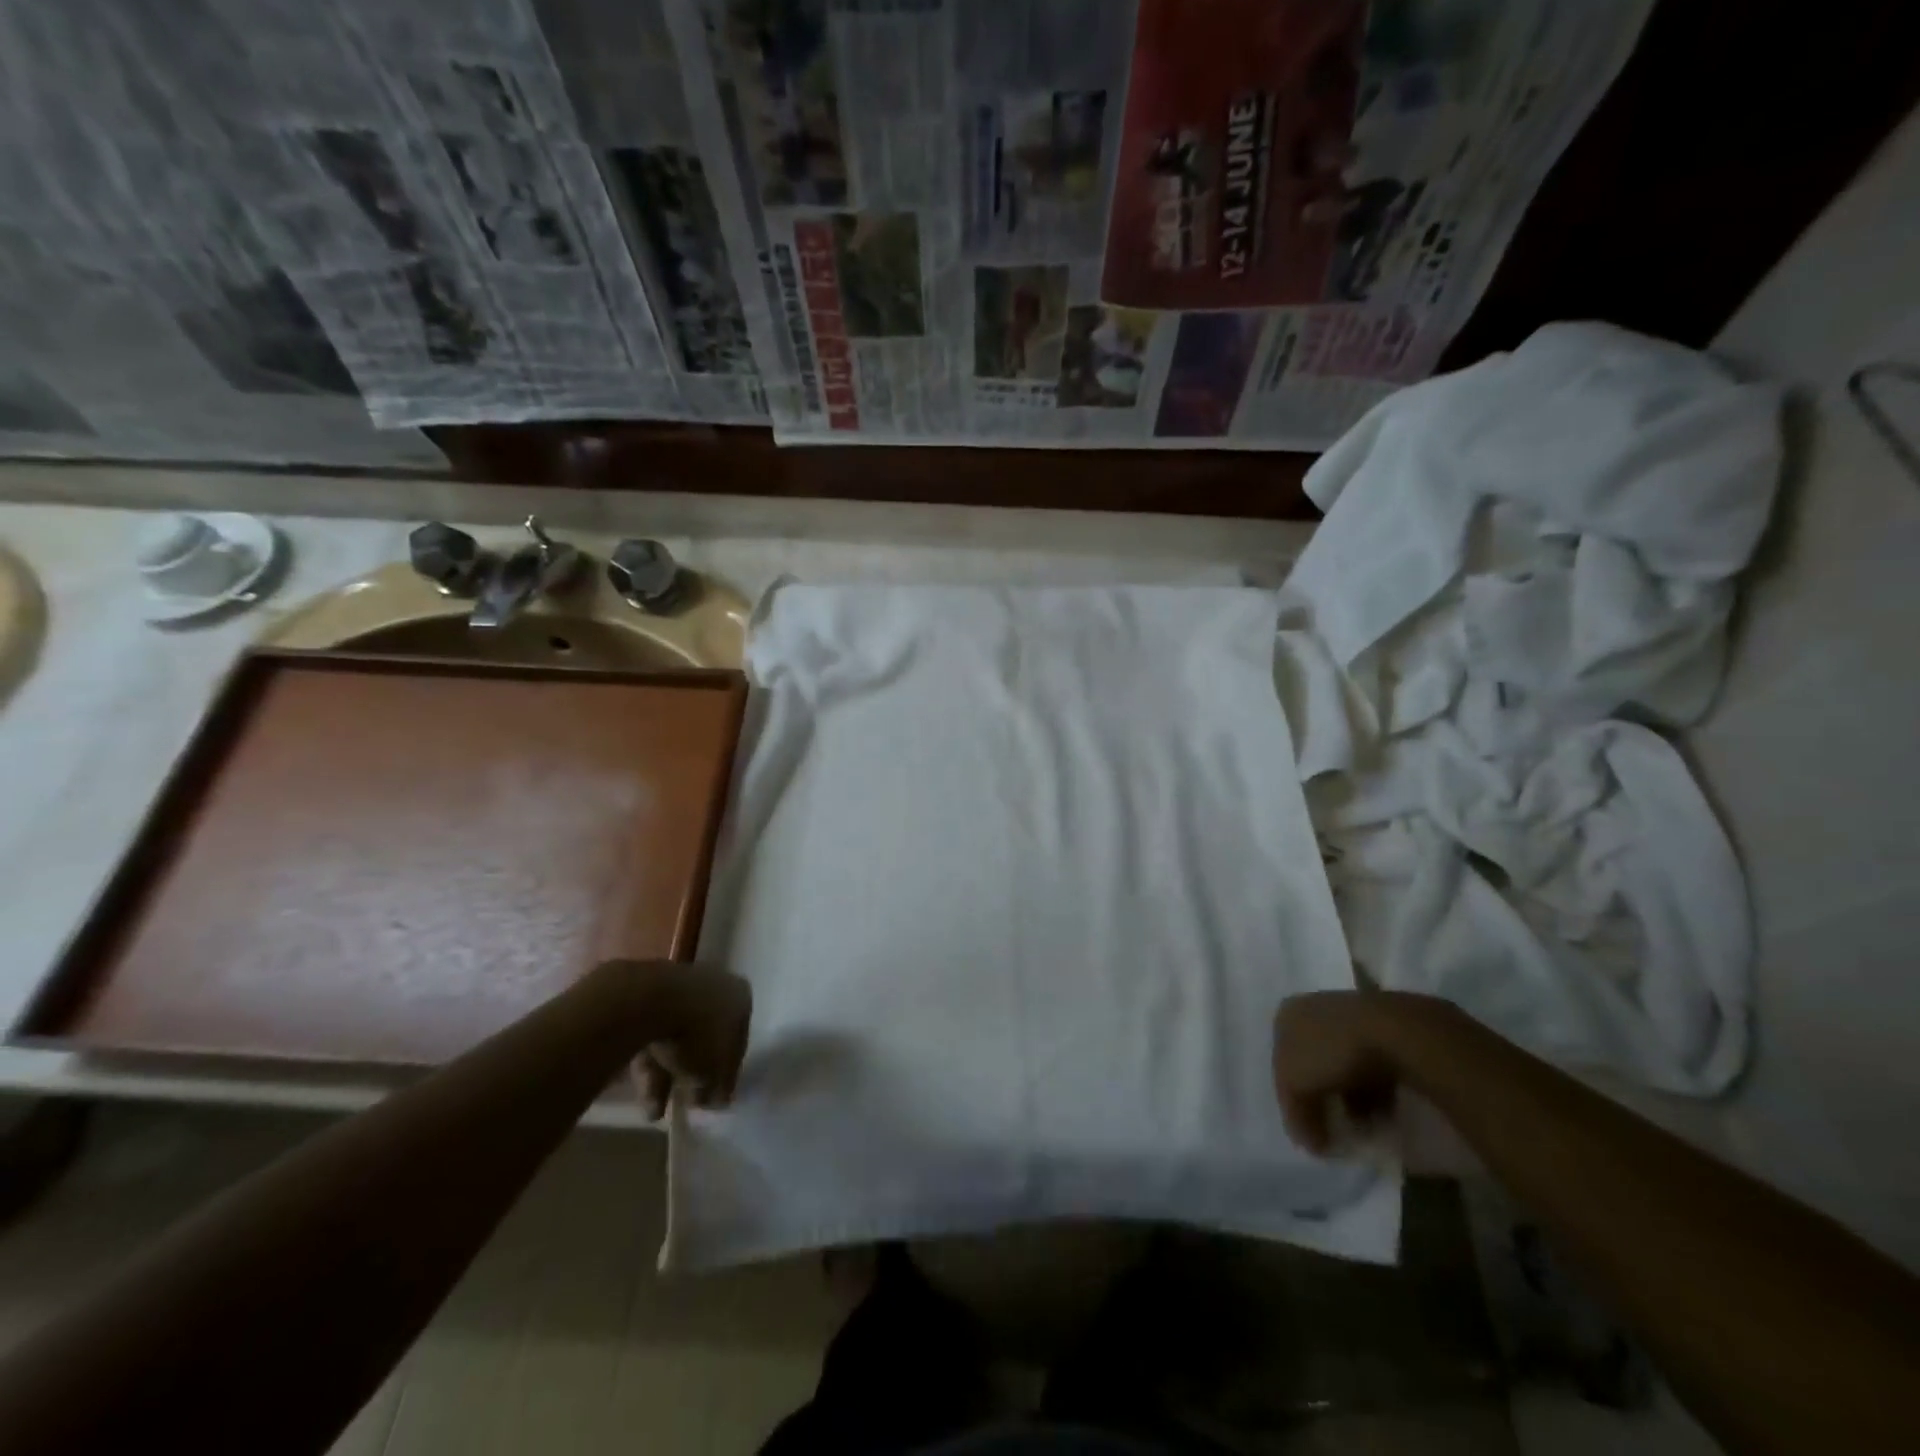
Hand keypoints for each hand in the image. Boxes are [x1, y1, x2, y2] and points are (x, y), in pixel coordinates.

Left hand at [592, 961, 751, 1120]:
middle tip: (686, 1101)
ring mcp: (679, 988)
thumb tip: (715, 1100)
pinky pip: (653, 1034)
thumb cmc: (696, 1032)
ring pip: (676, 1037)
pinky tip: (641, 1096)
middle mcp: (715, 986)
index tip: (715, 1097)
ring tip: (655, 1112)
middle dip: (694, 1072)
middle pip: (706, 1036)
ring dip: (667, 1075)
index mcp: (740, 997)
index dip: (726, 1073)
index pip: (738, 1040)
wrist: (648, 1000)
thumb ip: (717, 1087)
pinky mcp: (647, 995)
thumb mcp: (713, 1070)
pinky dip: (649, 1063)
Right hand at [1272, 990, 1449, 1153]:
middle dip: (1323, 1100)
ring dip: (1352, 1102)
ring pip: (1343, 1069)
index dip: (1292, 1099)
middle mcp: (1314, 1010)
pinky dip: (1376, 1095)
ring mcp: (1352, 1019)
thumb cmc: (1331, 1051)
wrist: (1393, 1031)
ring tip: (1365, 1129)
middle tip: (1333, 1130)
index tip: (1308, 1130)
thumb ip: (1297, 1116)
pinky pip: (1372, 1070)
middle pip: (1312, 1065)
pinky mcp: (1384, 1032)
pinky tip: (1383, 1115)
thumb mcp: (1297, 1087)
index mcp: (1287, 1016)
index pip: (1280, 1063)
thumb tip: (1310, 1143)